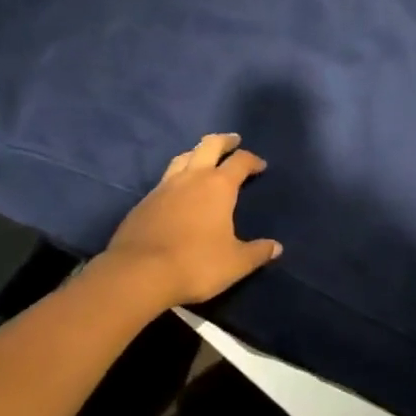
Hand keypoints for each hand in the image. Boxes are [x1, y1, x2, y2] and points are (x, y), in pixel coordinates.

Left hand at [104, 133, 282, 308]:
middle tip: (233, 141)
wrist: (139, 273)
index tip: (260, 166)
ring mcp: (164, 187)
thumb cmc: (196, 263)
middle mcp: (191, 178)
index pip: (240, 161)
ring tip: (203, 159)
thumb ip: (257, 252)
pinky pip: (164, 179)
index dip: (252, 160)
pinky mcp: (143, 202)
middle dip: (224, 141)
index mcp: (218, 186)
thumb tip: (276, 247)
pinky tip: (177, 191)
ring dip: (196, 153)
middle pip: (209, 145)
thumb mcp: (235, 263)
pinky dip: (176, 177)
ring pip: (182, 157)